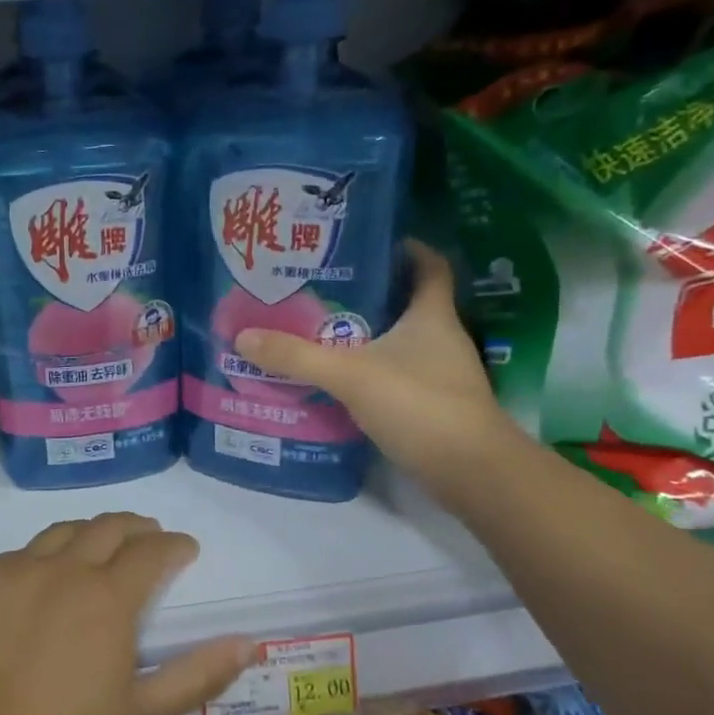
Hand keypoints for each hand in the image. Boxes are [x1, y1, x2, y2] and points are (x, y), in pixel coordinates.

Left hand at [0, 514, 252, 714]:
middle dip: (136, 528)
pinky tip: (39, 578)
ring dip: (89, 533)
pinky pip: (16, 555)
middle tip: (148, 538)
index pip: (151, 552)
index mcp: (107, 597)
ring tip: (98, 548)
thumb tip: (246, 642)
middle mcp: (63, 569)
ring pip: (61, 532)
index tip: (185, 549)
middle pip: (107, 528)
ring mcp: (14, 572)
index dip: (174, 545)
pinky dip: (41, 557)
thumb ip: (197, 675)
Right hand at [234, 239, 515, 497]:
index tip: (370, 243)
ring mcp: (440, 374)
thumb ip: (297, 356)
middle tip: (324, 289)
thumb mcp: (350, 375)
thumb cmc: (418, 404)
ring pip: (401, 341)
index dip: (406, 248)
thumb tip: (243, 336)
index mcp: (432, 315)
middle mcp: (441, 338)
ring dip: (368, 335)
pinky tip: (340, 380)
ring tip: (322, 331)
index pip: (429, 265)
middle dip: (372, 293)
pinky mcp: (433, 405)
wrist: (471, 471)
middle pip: (409, 302)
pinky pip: (397, 375)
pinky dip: (371, 371)